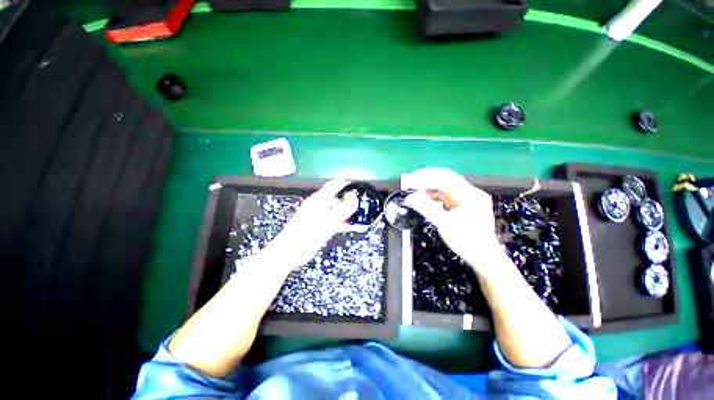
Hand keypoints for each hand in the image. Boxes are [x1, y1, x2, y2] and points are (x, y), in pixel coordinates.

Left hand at [261, 179, 357, 271]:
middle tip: (361, 200)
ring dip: (346, 209)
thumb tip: (355, 201)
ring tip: (358, 212)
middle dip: (348, 196)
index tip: (357, 183)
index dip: (345, 182)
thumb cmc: (307, 234)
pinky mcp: (317, 225)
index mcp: (319, 200)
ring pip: (334, 208)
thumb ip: (343, 210)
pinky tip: (349, 225)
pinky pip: (332, 219)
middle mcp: (317, 204)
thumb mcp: (328, 221)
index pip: (334, 184)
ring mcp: (316, 215)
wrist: (289, 251)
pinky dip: (341, 220)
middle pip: (335, 195)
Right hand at [404, 168, 503, 273]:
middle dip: (427, 179)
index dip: (425, 178)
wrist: (484, 257)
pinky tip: (426, 197)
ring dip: (431, 186)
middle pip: (446, 179)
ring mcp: (469, 198)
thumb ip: (426, 208)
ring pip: (447, 186)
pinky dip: (436, 194)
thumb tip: (410, 197)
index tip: (410, 180)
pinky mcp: (466, 204)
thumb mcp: (443, 224)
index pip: (444, 179)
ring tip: (415, 188)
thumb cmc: (466, 242)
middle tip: (410, 181)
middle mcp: (471, 192)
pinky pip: (448, 194)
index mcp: (469, 195)